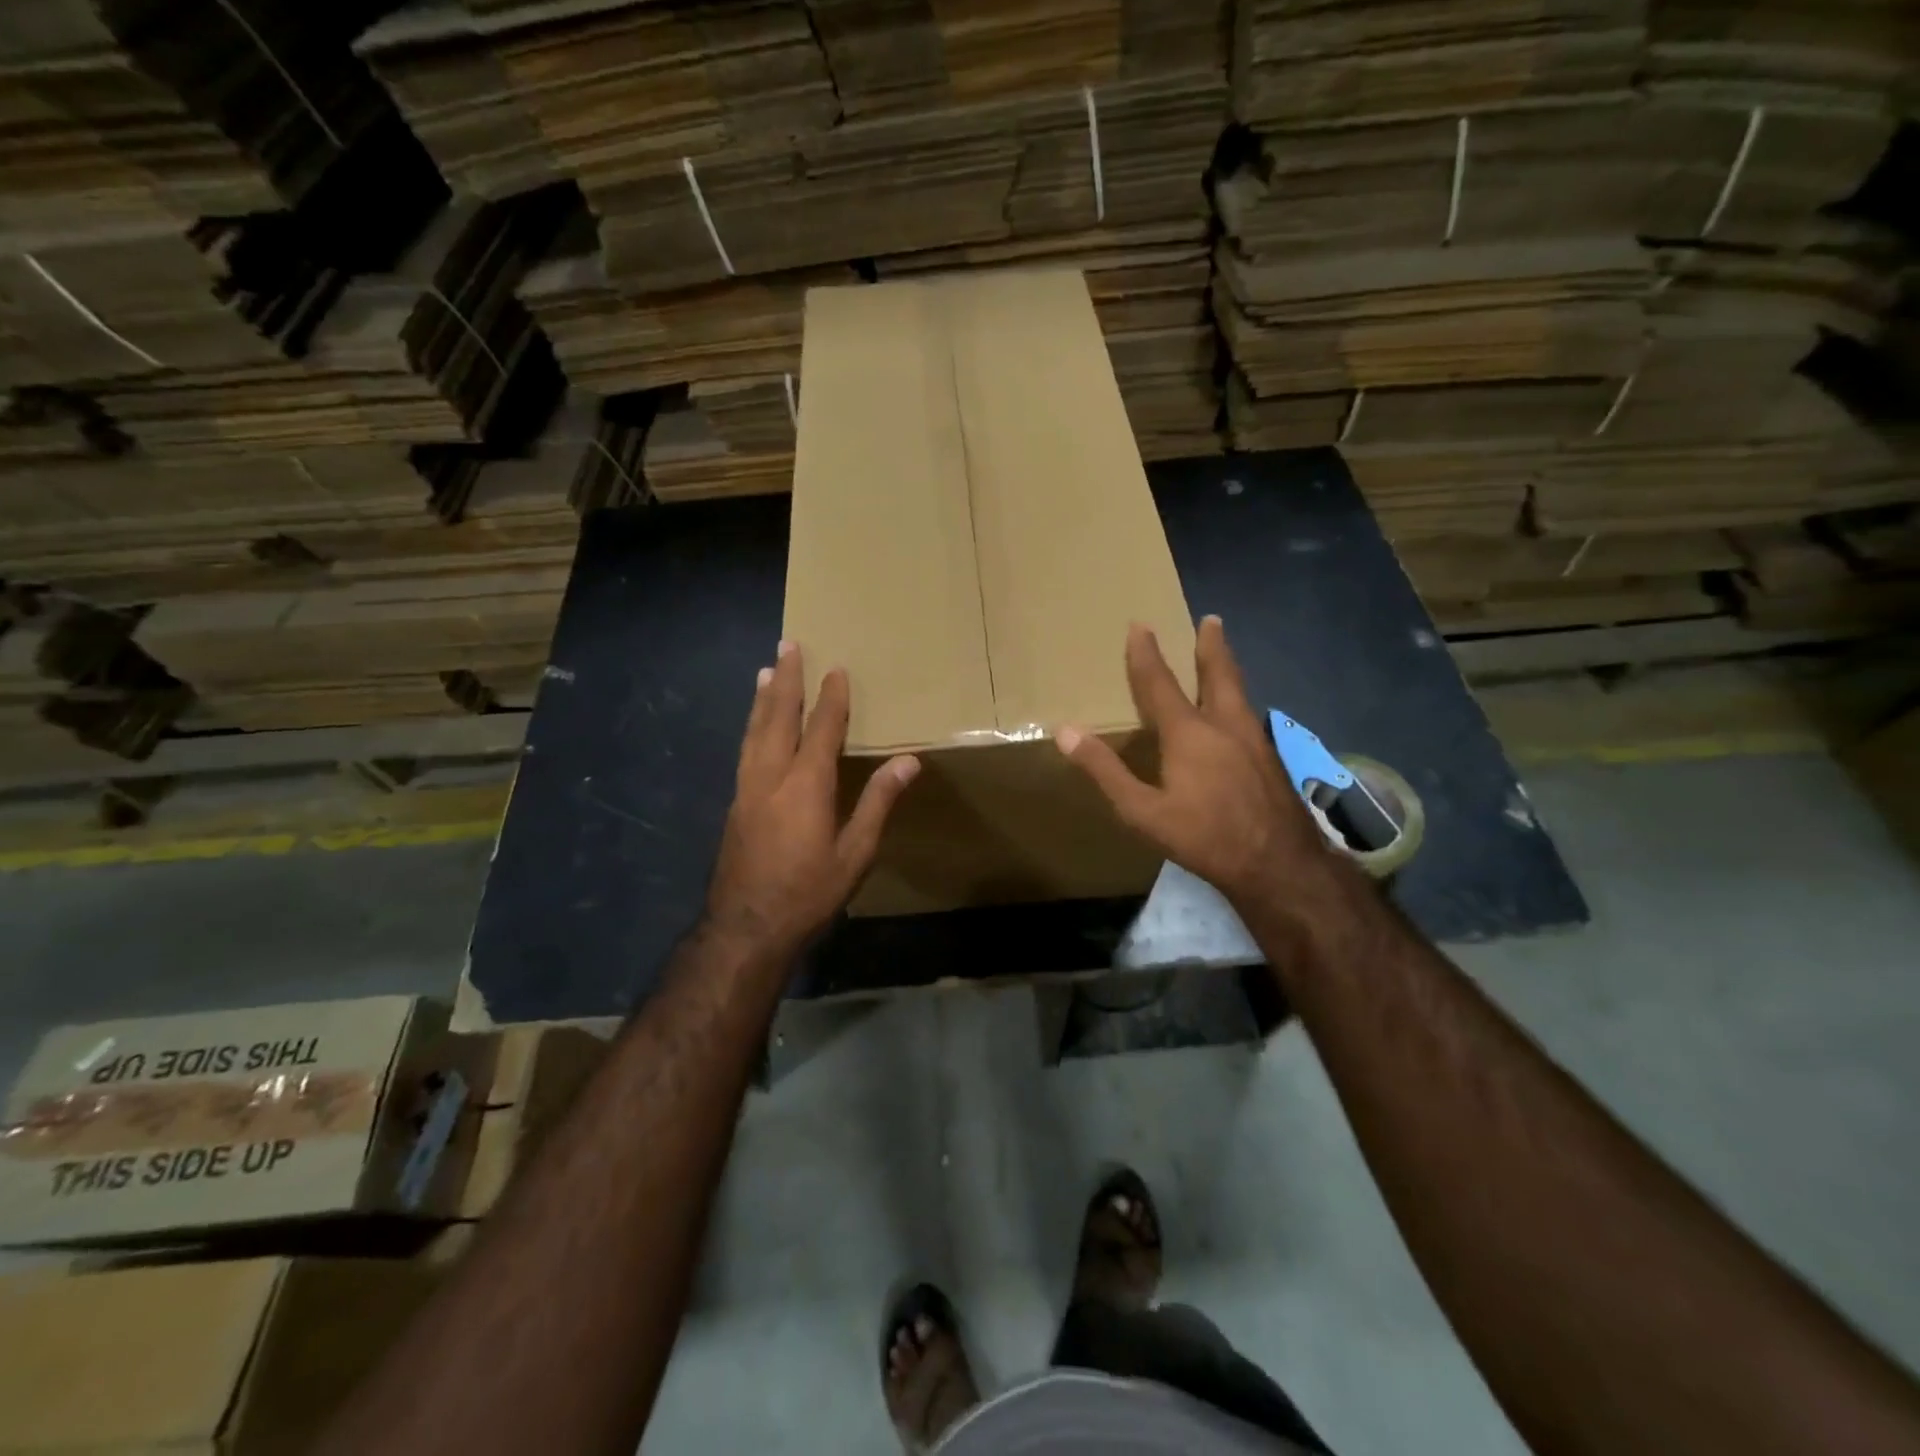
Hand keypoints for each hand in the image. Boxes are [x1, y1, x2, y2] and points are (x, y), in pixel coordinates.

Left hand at [707, 640, 919, 956]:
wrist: (746, 926)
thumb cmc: (808, 892)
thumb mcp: (855, 853)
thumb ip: (878, 802)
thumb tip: (908, 760)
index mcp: (806, 785)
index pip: (822, 728)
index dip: (832, 698)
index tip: (837, 669)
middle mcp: (771, 776)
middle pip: (778, 717)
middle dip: (785, 679)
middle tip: (787, 646)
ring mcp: (747, 788)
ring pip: (754, 730)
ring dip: (763, 698)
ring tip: (765, 671)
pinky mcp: (735, 803)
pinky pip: (745, 750)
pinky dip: (752, 726)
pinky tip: (754, 726)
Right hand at [1055, 616, 1342, 915]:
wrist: (1279, 865)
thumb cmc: (1203, 837)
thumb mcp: (1142, 810)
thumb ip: (1104, 770)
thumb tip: (1065, 732)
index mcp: (1189, 733)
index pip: (1160, 683)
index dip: (1146, 653)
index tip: (1139, 625)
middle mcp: (1225, 726)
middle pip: (1219, 674)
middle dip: (1211, 645)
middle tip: (1212, 619)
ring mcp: (1255, 741)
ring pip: (1240, 693)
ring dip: (1229, 669)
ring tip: (1224, 657)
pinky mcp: (1272, 761)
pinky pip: (1250, 716)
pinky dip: (1240, 701)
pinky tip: (1240, 716)